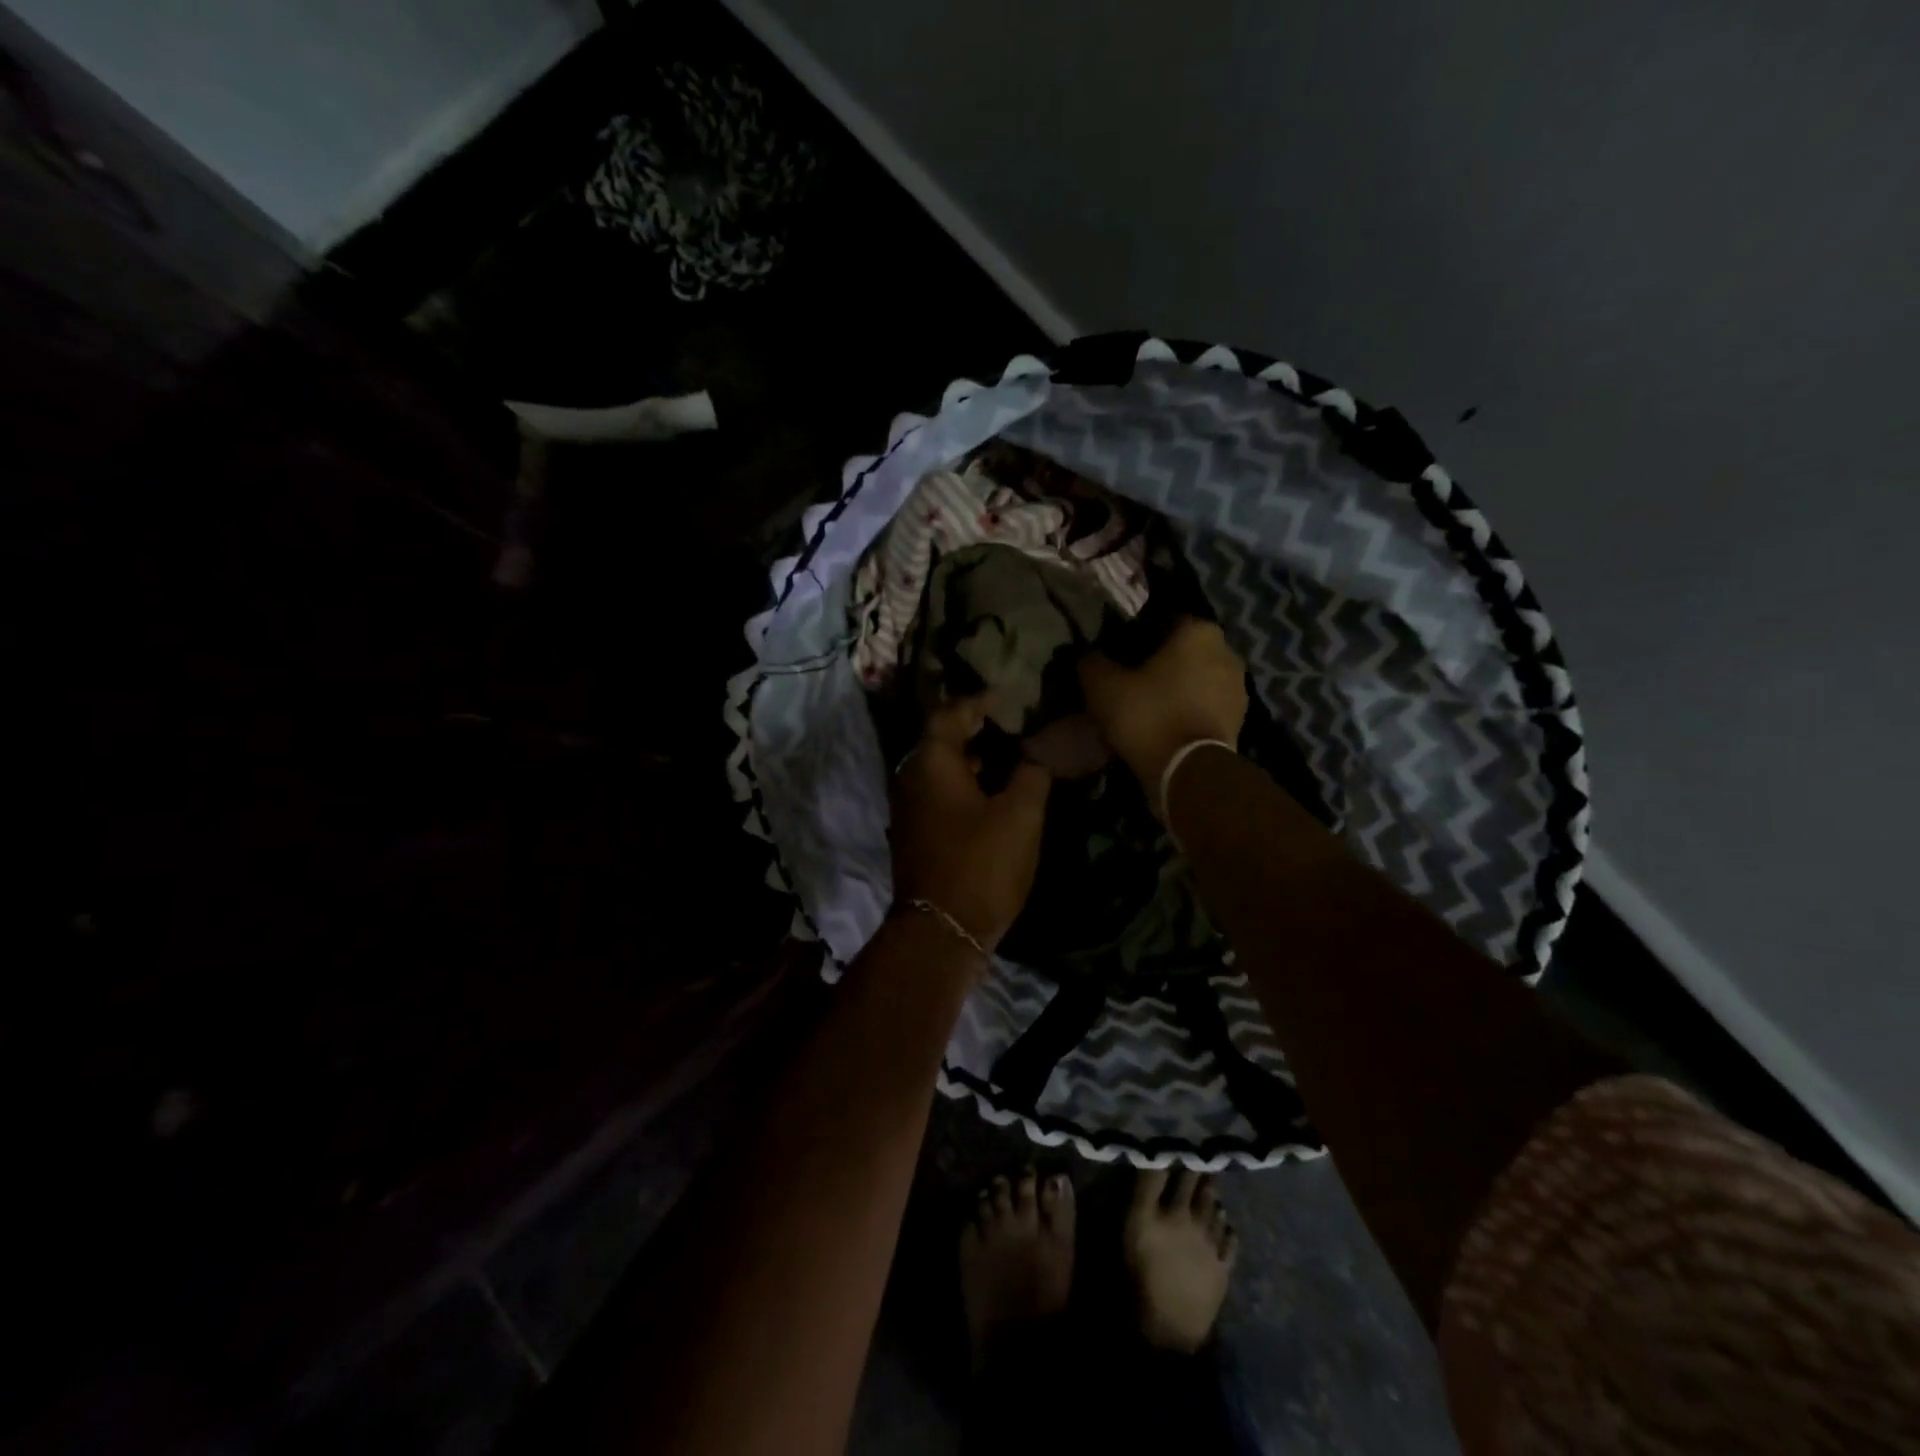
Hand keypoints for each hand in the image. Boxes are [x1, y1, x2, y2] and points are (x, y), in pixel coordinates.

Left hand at [890, 696, 1052, 952]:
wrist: (942, 929)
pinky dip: (964, 787)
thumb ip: (1032, 773)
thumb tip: (1035, 753)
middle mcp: (910, 778)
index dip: (979, 702)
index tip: (1007, 699)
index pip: (950, 714)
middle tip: (1013, 728)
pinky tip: (993, 798)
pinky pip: (938, 795)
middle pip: (941, 741)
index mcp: (931, 763)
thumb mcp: (1021, 814)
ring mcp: (908, 809)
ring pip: (940, 771)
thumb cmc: (982, 863)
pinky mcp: (914, 834)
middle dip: (976, 731)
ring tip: (1010, 761)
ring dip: (972, 761)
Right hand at [1079, 617, 1248, 812]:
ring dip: (1175, 688)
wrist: (1188, 771)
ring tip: (1146, 707)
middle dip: (1158, 663)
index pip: (1161, 621)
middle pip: (1181, 651)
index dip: (1135, 636)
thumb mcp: (1103, 687)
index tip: (1115, 656)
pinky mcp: (1239, 719)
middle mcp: (1226, 651)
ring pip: (1195, 679)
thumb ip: (1092, 662)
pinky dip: (1187, 710)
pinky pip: (1205, 705)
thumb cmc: (1148, 715)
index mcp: (1198, 631)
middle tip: (1128, 681)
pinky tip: (1164, 724)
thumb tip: (1086, 654)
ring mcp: (1237, 687)